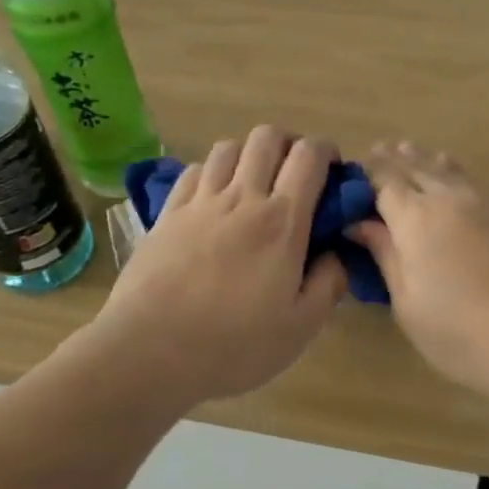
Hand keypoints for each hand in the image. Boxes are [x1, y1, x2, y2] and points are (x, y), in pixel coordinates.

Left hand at [89, 127, 347, 407]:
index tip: (333, 171)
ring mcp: (199, 202)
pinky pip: (193, 171)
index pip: (308, 156)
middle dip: (288, 144)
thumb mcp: (300, 327)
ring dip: (249, 155)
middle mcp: (242, 197)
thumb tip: (338, 254)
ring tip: (254, 184)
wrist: (150, 351)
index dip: (326, 151)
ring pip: (228, 147)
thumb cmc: (234, 345)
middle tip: (295, 174)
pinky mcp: (166, 214)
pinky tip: (213, 199)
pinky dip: (211, 173)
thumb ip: (329, 284)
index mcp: (282, 221)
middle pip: (267, 137)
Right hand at [349, 142, 488, 404]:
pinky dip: (452, 173)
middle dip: (392, 160)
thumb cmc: (463, 332)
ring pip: (448, 168)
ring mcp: (487, 202)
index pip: (383, 180)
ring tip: (408, 151)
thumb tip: (360, 224)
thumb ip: (385, 256)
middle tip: (375, 152)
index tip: (349, 177)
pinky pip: (472, 181)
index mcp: (416, 217)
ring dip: (423, 159)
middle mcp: (450, 197)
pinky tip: (451, 178)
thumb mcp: (408, 303)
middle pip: (415, 166)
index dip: (365, 174)